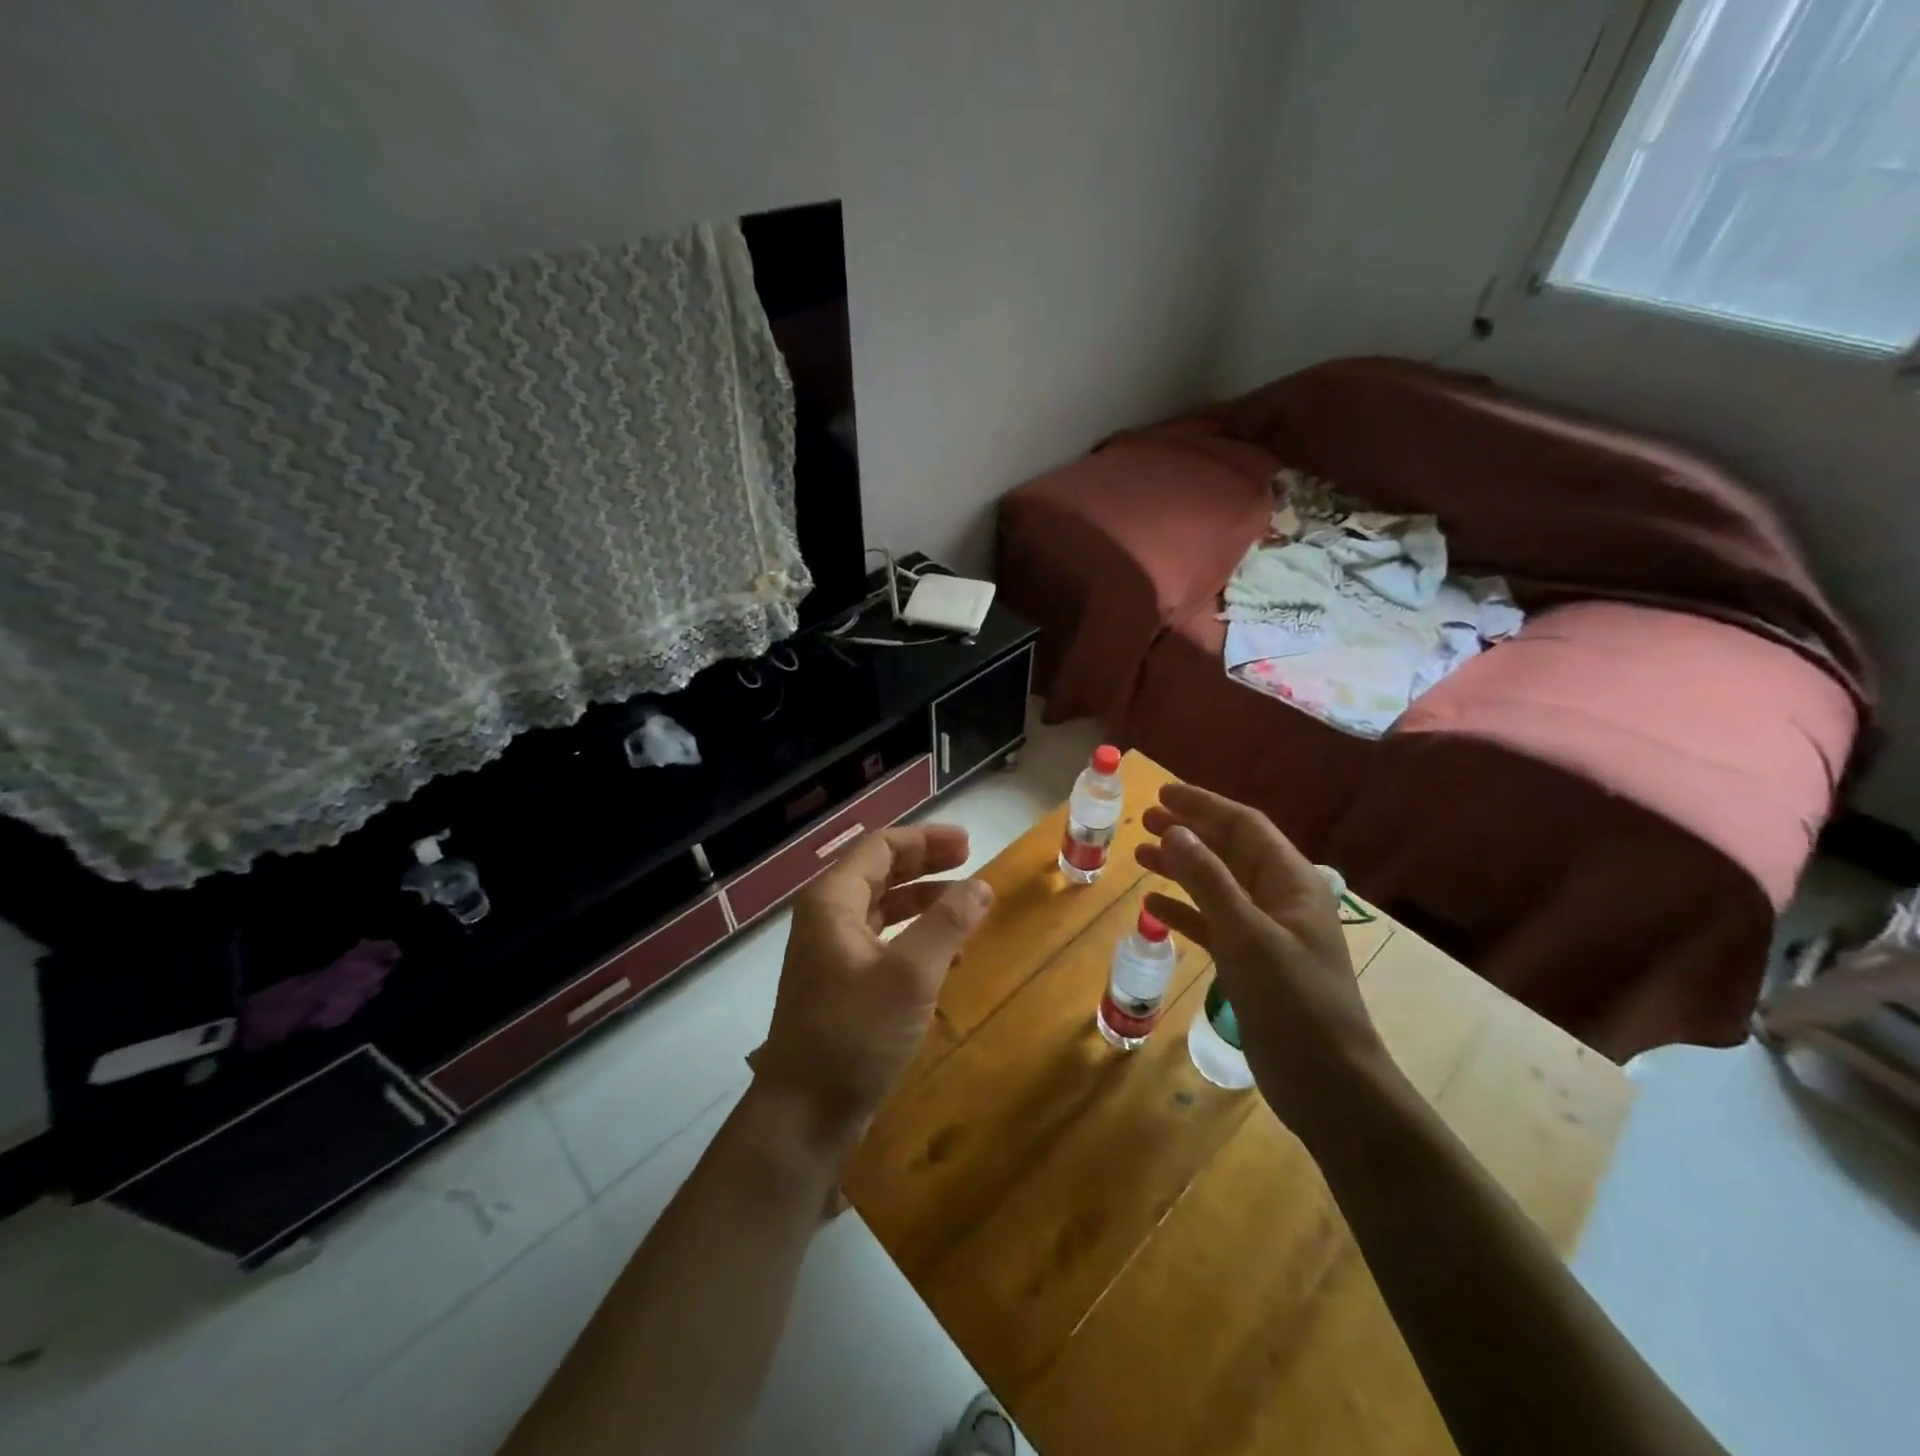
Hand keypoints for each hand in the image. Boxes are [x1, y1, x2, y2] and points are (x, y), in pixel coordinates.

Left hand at [755, 824, 992, 1151]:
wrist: (803, 1116)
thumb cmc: (854, 1035)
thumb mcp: (910, 974)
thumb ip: (947, 923)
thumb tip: (982, 885)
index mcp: (832, 901)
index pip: (880, 847)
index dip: (925, 839)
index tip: (968, 844)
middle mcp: (827, 918)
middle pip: (881, 872)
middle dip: (926, 864)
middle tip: (971, 862)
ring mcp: (832, 953)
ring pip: (883, 908)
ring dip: (924, 902)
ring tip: (967, 908)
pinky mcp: (842, 985)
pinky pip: (884, 943)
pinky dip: (916, 937)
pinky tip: (948, 954)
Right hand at [1134, 784, 1386, 1139]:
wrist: (1328, 1083)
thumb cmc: (1292, 1001)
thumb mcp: (1246, 934)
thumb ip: (1209, 879)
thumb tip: (1175, 830)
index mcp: (1291, 881)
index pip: (1244, 826)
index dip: (1203, 805)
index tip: (1162, 793)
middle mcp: (1280, 898)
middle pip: (1230, 850)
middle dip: (1189, 832)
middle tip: (1144, 819)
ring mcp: (1267, 932)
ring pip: (1218, 885)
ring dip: (1181, 868)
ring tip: (1140, 855)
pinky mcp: (1253, 963)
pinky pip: (1213, 923)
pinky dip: (1185, 911)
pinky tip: (1153, 908)